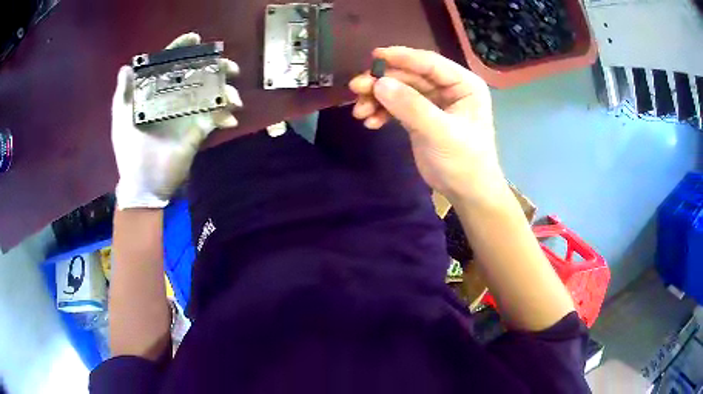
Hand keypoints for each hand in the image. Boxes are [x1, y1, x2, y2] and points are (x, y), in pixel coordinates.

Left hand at [112, 33, 242, 209]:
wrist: (143, 184)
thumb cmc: (129, 151)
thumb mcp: (121, 119)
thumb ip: (123, 93)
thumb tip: (127, 66)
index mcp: (156, 93)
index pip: (170, 64)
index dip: (181, 49)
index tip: (195, 38)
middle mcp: (174, 98)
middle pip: (197, 74)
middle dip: (215, 67)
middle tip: (229, 68)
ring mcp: (188, 114)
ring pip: (211, 93)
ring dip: (226, 91)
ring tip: (233, 99)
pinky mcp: (199, 131)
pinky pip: (216, 118)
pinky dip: (225, 117)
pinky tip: (229, 121)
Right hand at [349, 47, 503, 203]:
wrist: (466, 192)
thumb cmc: (464, 161)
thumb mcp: (440, 132)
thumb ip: (411, 107)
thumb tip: (378, 83)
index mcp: (463, 84)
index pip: (429, 63)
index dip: (401, 57)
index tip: (374, 57)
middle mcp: (448, 88)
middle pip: (410, 76)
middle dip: (383, 82)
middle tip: (355, 88)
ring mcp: (433, 102)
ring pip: (400, 90)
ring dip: (378, 98)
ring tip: (359, 112)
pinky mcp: (420, 116)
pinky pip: (397, 106)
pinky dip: (382, 112)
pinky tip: (370, 122)